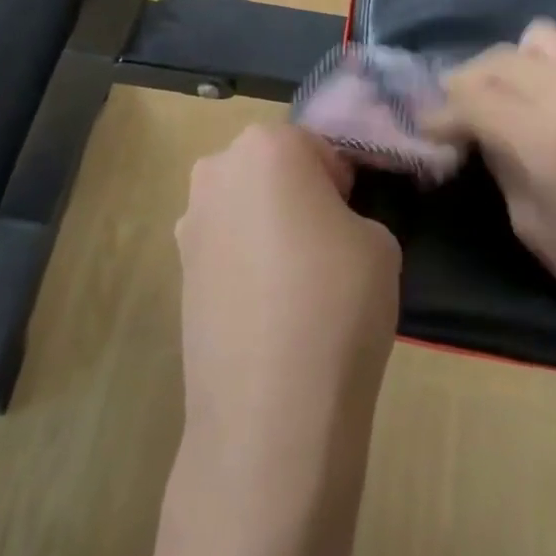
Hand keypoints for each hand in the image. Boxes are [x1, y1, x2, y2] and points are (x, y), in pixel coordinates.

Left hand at [148, 127, 398, 555]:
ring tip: (294, 283)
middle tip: (326, 245)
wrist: (271, 411)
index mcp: (269, 144)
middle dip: (297, 193)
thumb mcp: (378, 241)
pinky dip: (244, 262)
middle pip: (271, 167)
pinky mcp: (177, 269)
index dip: (342, 182)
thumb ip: (351, 212)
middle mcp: (218, 168)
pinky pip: (224, 246)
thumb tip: (326, 225)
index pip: (317, 146)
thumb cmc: (337, 302)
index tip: (353, 219)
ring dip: (266, 225)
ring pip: (244, 205)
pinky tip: (266, 309)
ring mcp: (190, 221)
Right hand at [430, 19, 555, 363]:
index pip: (471, 95)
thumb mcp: (534, 228)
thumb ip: (501, 165)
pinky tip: (535, 97)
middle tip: (454, 119)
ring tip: (495, 102)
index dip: (440, 111)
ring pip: (529, 44)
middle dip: (463, 85)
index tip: (428, 130)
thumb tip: (477, 133)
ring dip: (500, 68)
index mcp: (546, 142)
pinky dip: (536, 63)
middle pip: (495, 61)